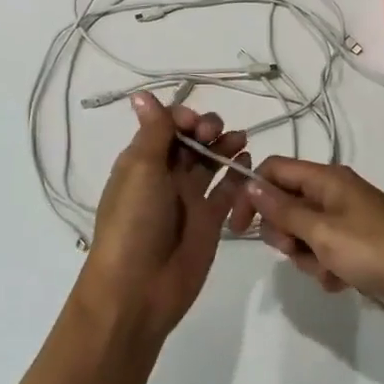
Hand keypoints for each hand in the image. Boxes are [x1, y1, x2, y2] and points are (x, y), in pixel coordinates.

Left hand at [77, 92, 254, 341]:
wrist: (138, 289)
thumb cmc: (134, 222)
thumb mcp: (141, 170)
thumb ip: (153, 132)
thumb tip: (142, 94)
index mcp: (142, 161)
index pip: (166, 126)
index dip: (183, 117)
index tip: (195, 124)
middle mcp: (165, 175)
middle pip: (191, 141)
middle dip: (207, 129)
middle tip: (216, 133)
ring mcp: (189, 198)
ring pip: (211, 162)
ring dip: (225, 147)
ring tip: (241, 141)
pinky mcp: (210, 221)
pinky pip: (228, 191)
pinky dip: (239, 175)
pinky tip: (249, 164)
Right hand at [245, 158, 383, 332]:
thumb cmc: (377, 250)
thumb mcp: (323, 232)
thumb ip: (284, 210)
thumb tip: (250, 184)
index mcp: (327, 179)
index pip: (274, 170)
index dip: (252, 194)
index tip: (239, 228)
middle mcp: (335, 194)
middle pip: (286, 205)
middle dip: (284, 233)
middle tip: (298, 251)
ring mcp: (348, 221)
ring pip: (303, 234)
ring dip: (307, 257)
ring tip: (329, 270)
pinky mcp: (358, 247)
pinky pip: (325, 253)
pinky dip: (326, 268)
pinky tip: (342, 282)